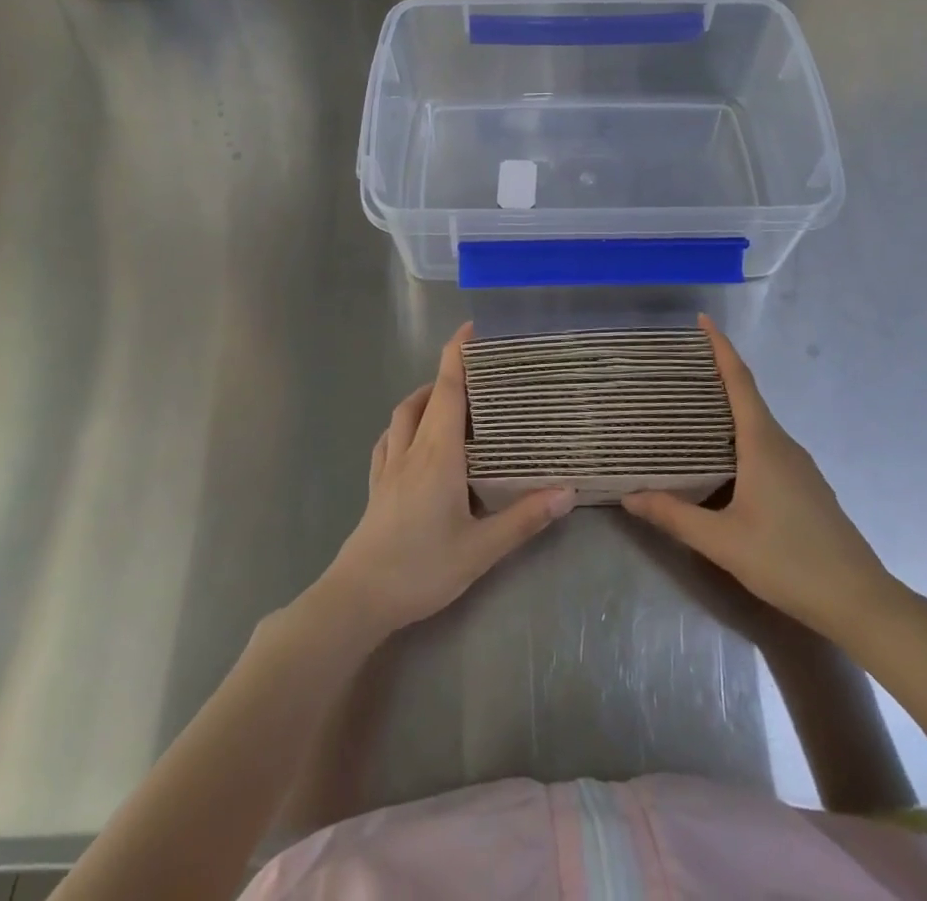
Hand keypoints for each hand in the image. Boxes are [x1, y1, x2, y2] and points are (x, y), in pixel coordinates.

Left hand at [315, 324, 575, 640]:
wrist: (358, 599)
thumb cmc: (421, 568)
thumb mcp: (481, 549)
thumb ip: (524, 519)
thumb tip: (568, 491)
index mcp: (438, 454)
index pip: (448, 390)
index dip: (458, 355)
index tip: (472, 327)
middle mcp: (411, 449)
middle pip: (426, 396)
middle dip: (448, 374)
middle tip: (479, 372)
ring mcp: (389, 466)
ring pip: (403, 414)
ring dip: (425, 397)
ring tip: (451, 402)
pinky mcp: (377, 486)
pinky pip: (389, 439)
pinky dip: (405, 425)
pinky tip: (415, 439)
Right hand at [622, 315, 900, 638]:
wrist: (860, 601)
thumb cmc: (789, 561)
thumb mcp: (722, 541)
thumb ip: (674, 516)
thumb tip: (629, 496)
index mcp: (763, 443)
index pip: (740, 381)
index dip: (721, 347)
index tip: (702, 320)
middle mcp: (783, 445)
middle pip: (747, 397)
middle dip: (716, 376)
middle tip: (677, 369)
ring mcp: (799, 466)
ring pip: (757, 425)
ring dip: (727, 410)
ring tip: (690, 411)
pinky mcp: (806, 488)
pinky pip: (766, 447)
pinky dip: (740, 438)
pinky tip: (721, 461)